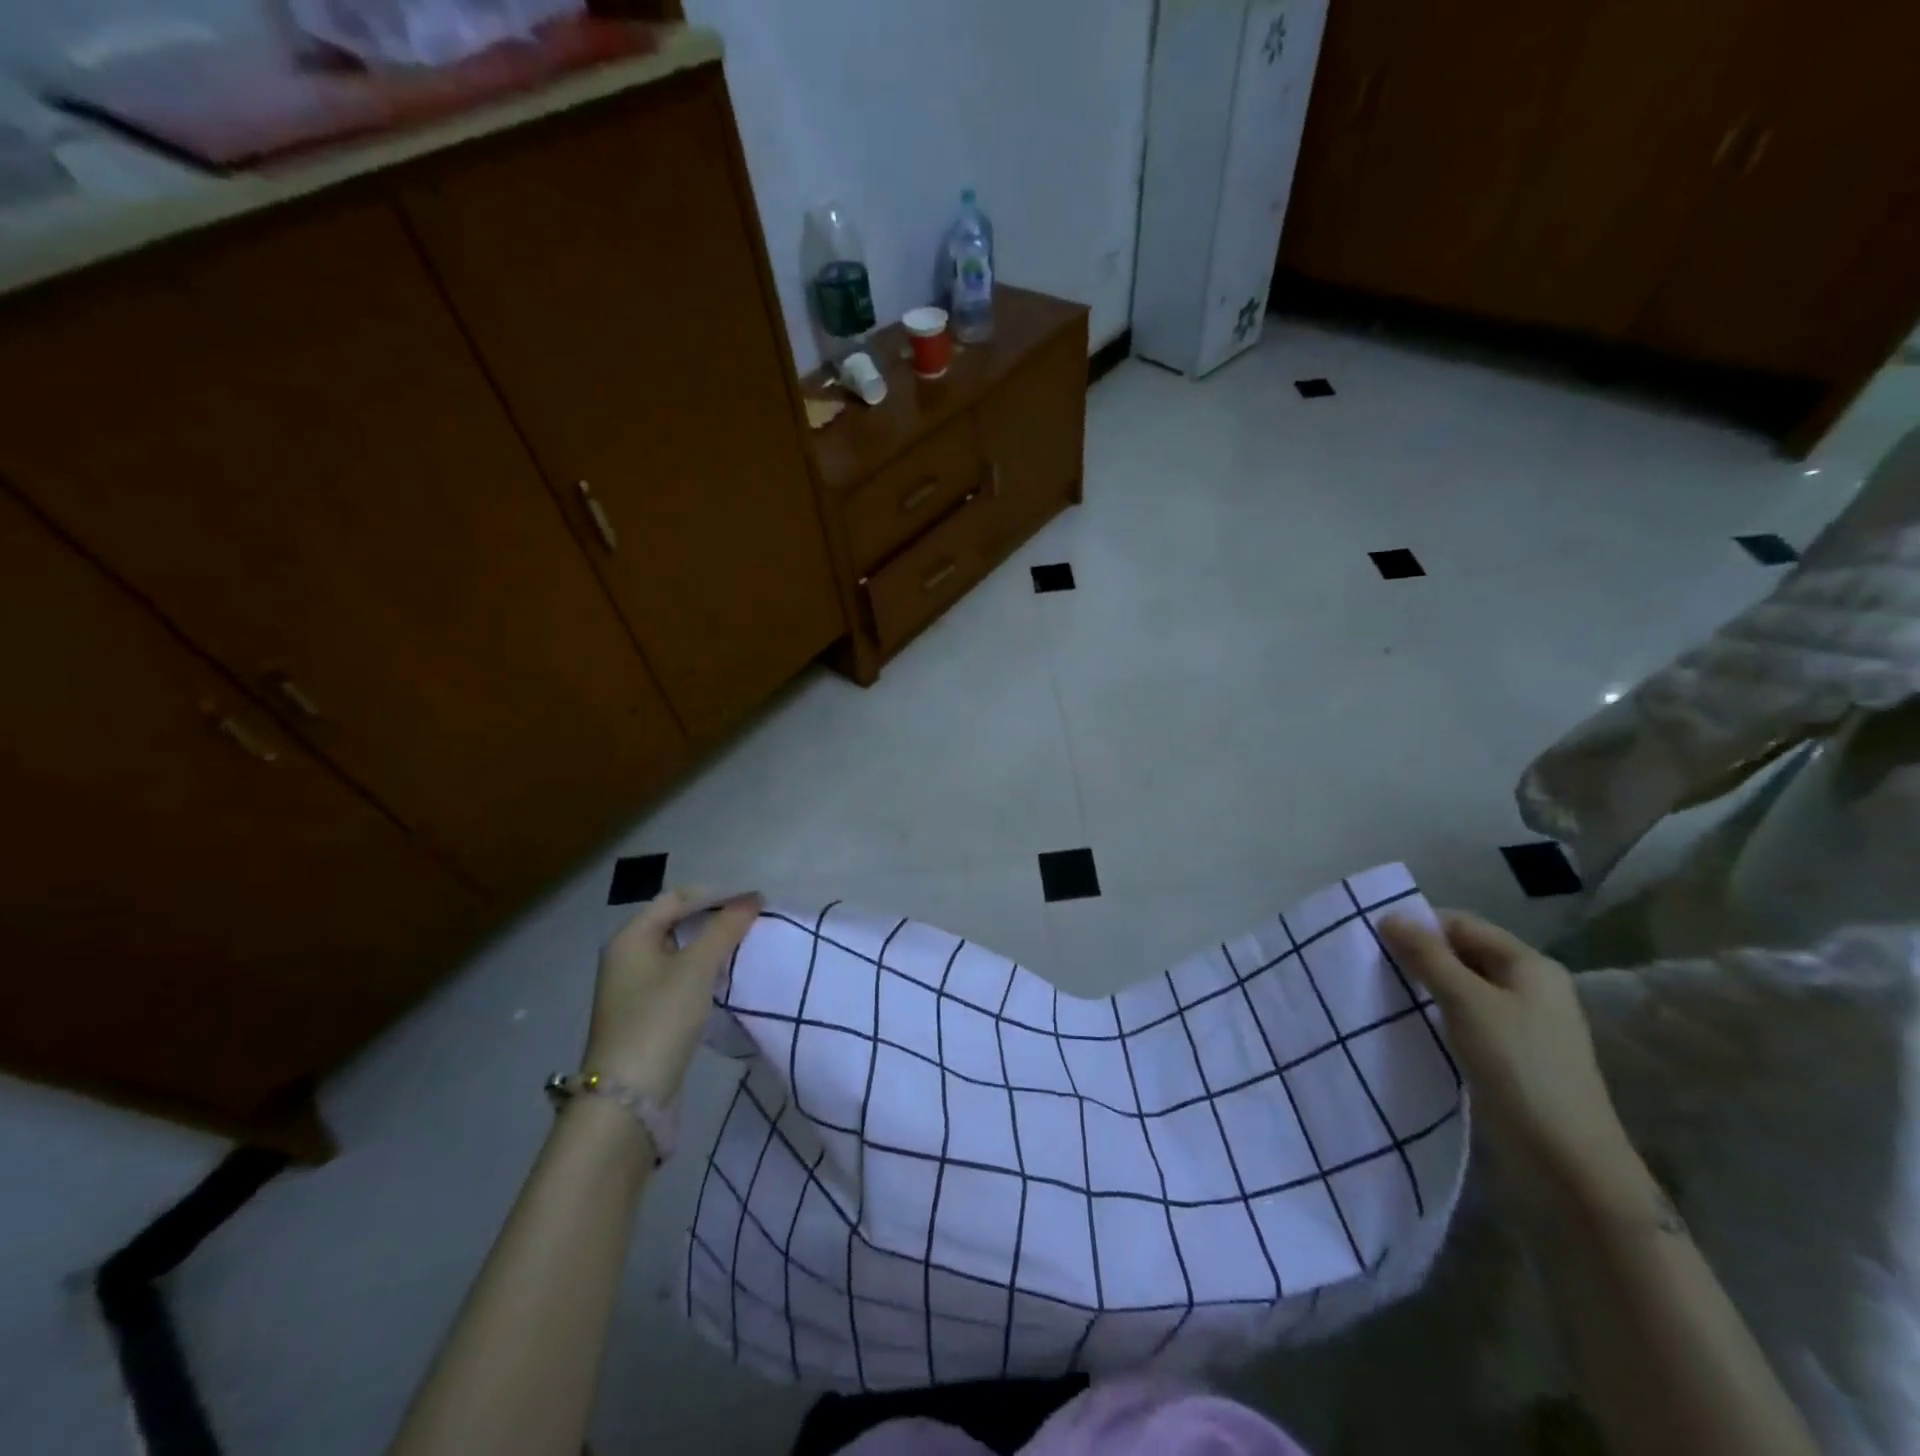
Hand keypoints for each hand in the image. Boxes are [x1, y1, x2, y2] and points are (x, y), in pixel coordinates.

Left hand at [583, 888, 762, 1102]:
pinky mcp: (644, 1014)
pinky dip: (701, 972)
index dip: (715, 895)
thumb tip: (752, 898)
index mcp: (630, 937)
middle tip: (750, 925)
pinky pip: (677, 978)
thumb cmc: (660, 1019)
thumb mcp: (697, 968)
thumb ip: (725, 929)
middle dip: (713, 920)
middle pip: (675, 923)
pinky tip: (722, 981)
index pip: (676, 898)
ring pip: (678, 952)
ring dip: (709, 947)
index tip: (751, 904)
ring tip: (743, 949)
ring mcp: (633, 988)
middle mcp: (626, 957)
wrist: (628, 1098)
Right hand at [1379, 909, 1650, 1213]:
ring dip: (1425, 988)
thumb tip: (1390, 916)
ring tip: (1384, 995)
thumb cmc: (1518, 1067)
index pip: (1462, 924)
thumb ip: (1427, 956)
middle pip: (1463, 954)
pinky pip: (1466, 1019)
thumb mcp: (1466, 1002)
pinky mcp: (1511, 1056)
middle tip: (1372, 967)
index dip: (1419, 926)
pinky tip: (1411, 1026)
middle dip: (1419, 957)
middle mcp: (1530, 987)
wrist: (1566, 1162)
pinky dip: (1437, 1016)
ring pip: (1461, 988)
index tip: (1374, 940)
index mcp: (1530, 965)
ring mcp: (1523, 1024)